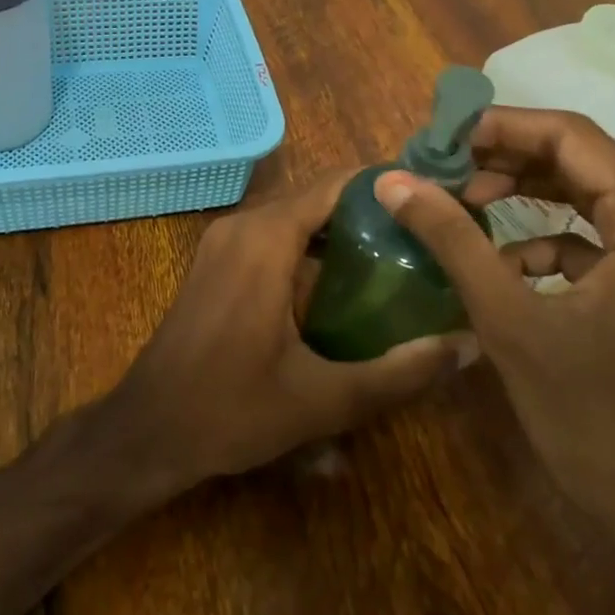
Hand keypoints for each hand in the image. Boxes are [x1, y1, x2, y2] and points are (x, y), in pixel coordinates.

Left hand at [107, 171, 477, 496]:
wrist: (148, 429)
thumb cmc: (229, 409)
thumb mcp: (322, 399)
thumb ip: (397, 374)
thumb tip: (466, 346)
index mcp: (265, 239)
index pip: (333, 185)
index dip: (383, 186)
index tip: (431, 199)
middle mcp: (241, 225)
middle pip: (315, 199)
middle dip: (367, 212)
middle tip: (423, 237)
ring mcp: (222, 242)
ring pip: (292, 218)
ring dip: (337, 231)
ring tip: (396, 257)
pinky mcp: (214, 262)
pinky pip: (271, 236)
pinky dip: (308, 247)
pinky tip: (342, 284)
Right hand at [373, 110, 614, 532]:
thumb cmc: (600, 420)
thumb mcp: (511, 320)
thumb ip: (452, 238)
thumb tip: (392, 179)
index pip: (570, 136)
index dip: (499, 126)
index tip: (439, 137)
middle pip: (582, 162)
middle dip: (507, 160)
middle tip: (444, 170)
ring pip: (590, 200)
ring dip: (526, 198)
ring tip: (465, 206)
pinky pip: (601, 243)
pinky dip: (549, 243)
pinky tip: (504, 266)